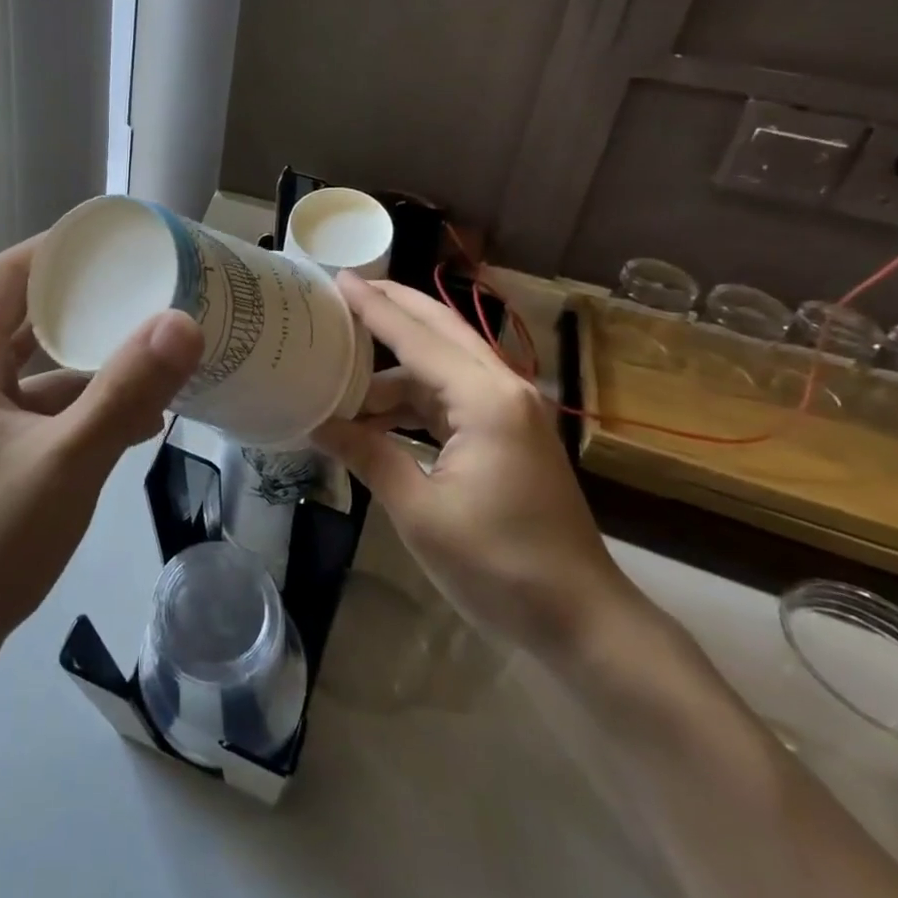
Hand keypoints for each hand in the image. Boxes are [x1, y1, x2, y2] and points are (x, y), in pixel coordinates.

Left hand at [0, 237, 203, 685]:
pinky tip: (137, 419)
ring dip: (93, 360)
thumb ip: (125, 390)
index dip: (68, 248)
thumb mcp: (65, 463)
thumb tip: (184, 320)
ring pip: (39, 367)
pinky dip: (83, 406)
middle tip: (155, 288)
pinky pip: (39, 409)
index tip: (127, 241)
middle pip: (30, 315)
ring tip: (158, 349)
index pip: (15, 271)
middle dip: (92, 302)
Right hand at [312, 275, 641, 658]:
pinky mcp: (508, 433)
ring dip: (395, 367)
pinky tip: (375, 416)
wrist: (581, 619)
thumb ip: (368, 455)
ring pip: (443, 364)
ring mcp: (510, 410)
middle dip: (392, 307)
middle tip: (343, 292)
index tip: (336, 278)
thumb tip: (316, 422)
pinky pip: (451, 396)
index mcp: (485, 399)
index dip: (372, 307)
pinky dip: (413, 399)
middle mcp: (502, 388)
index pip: (416, 337)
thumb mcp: (421, 511)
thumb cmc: (499, 565)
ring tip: (341, 370)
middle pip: (440, 329)